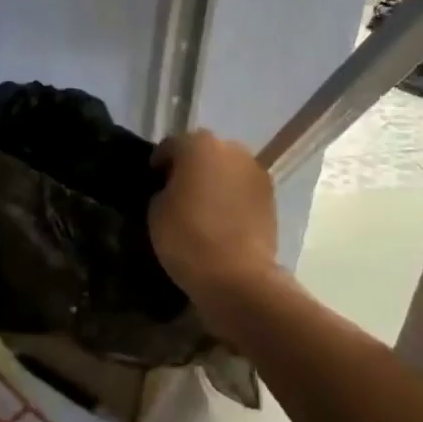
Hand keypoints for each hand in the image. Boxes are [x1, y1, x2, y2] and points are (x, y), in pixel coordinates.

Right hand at [149, 130, 278, 330]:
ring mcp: (256, 172)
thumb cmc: (187, 237)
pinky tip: (221, 219)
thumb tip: (172, 190)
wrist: (237, 276)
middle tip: (176, 193)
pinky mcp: (271, 197)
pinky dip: (231, 198)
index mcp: (199, 145)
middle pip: (203, 152)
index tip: (151, 182)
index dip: (158, 163)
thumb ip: (162, 190)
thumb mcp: (156, 211)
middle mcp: (232, 149)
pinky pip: (243, 189)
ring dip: (214, 181)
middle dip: (190, 168)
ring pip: (227, 170)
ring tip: (201, 207)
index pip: (171, 146)